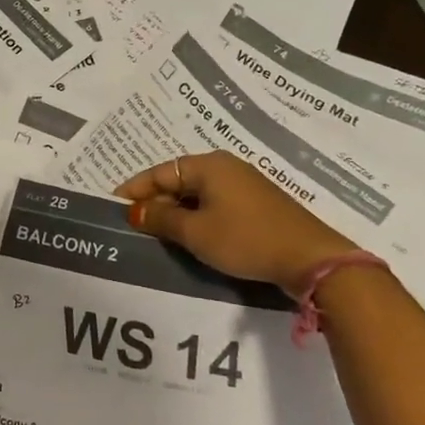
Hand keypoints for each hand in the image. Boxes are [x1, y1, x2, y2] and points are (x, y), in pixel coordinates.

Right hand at [116, 150, 357, 294]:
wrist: (311, 260)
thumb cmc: (246, 239)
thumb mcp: (196, 232)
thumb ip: (161, 219)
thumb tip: (135, 211)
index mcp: (209, 165)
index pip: (159, 172)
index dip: (134, 190)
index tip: (112, 207)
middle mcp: (226, 168)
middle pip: (178, 181)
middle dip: (154, 202)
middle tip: (133, 226)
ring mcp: (244, 186)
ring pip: (196, 195)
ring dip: (175, 213)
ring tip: (156, 235)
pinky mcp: (256, 206)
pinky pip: (214, 205)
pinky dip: (196, 218)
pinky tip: (189, 237)